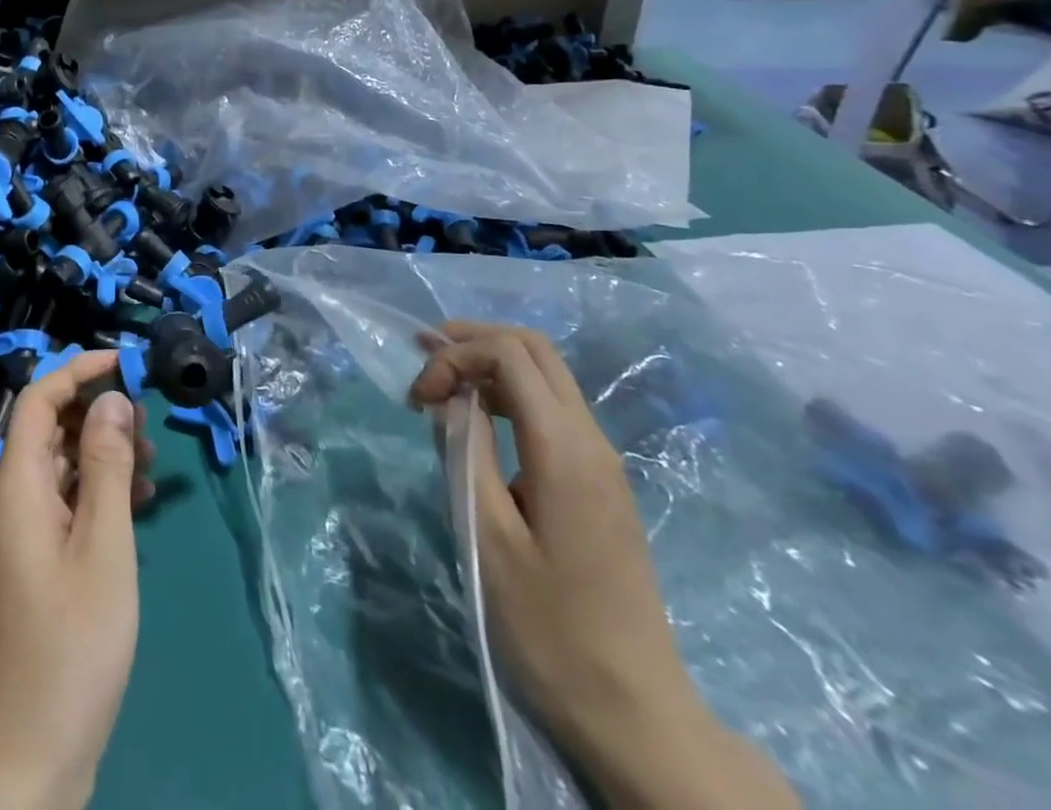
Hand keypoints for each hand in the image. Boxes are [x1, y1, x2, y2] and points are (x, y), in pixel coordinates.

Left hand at [0, 351, 154, 809]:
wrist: (25, 761)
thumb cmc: (70, 644)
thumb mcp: (103, 546)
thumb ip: (106, 466)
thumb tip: (111, 398)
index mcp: (16, 486)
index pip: (37, 398)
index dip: (79, 369)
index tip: (127, 362)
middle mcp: (9, 501)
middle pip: (48, 428)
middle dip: (96, 411)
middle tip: (148, 420)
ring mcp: (18, 536)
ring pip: (58, 466)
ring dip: (102, 452)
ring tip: (152, 460)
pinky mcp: (32, 566)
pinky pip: (63, 504)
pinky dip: (98, 492)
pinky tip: (138, 505)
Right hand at [411, 323, 796, 809]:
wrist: (633, 712)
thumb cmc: (548, 627)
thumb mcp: (487, 537)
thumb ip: (465, 451)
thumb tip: (448, 397)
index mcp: (565, 448)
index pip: (508, 354)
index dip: (454, 356)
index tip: (417, 399)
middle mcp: (591, 439)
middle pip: (534, 347)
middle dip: (472, 339)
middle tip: (422, 356)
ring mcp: (601, 460)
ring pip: (546, 373)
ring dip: (490, 363)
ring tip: (440, 383)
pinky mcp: (599, 481)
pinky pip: (552, 407)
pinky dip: (508, 392)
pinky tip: (477, 418)